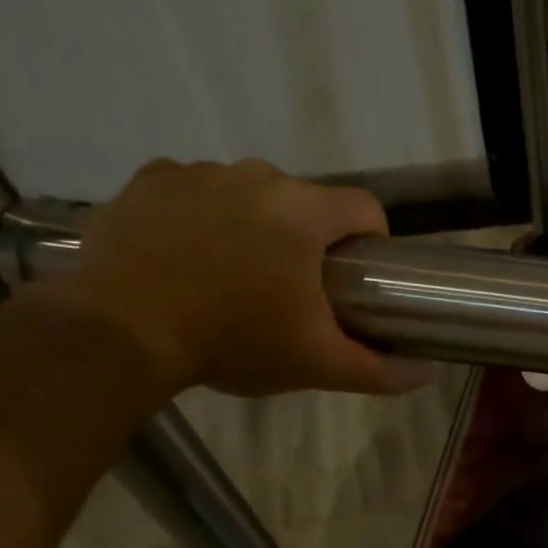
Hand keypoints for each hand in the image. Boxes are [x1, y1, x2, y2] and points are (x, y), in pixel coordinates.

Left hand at [36, 158, 433, 398]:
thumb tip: (428, 375)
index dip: (372, 241)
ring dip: (256, 224)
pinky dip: (203, 215)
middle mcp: (256, 177)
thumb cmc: (233, 341)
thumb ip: (379, 370)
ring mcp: (198, 173)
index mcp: (304, 213)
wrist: (120, 331)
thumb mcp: (316, 364)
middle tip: (293, 289)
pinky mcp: (150, 179)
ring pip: (250, 193)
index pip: (365, 208)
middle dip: (309, 238)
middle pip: (306, 201)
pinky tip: (189, 256)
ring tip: (235, 274)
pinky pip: (196, 190)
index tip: (356, 277)